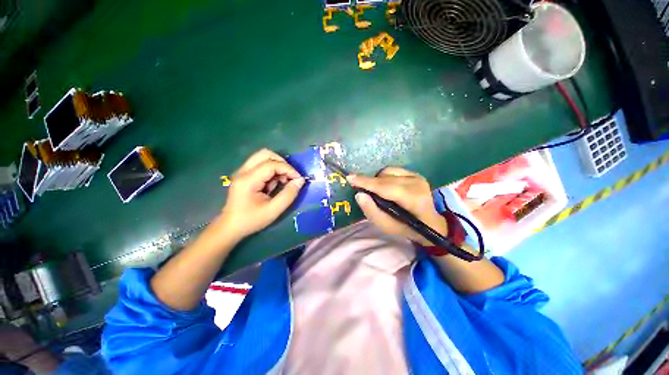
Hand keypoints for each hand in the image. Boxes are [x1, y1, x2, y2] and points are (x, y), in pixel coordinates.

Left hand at [219, 149, 304, 239]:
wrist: (230, 227)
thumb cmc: (251, 220)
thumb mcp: (274, 210)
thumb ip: (289, 194)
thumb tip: (300, 180)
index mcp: (248, 180)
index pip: (271, 164)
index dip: (288, 169)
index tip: (298, 179)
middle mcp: (243, 171)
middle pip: (265, 154)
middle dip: (282, 163)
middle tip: (289, 176)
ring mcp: (242, 172)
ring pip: (263, 157)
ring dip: (277, 166)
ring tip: (282, 181)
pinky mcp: (244, 174)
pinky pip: (261, 164)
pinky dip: (272, 170)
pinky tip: (274, 183)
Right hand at [348, 167, 446, 245]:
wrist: (430, 222)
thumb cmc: (406, 227)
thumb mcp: (387, 227)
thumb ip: (372, 211)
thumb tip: (359, 195)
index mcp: (413, 199)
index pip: (385, 187)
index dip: (366, 182)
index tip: (350, 178)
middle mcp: (417, 184)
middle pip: (385, 178)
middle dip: (369, 182)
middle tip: (358, 187)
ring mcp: (417, 177)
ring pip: (387, 172)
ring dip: (377, 180)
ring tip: (376, 192)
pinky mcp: (415, 173)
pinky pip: (392, 170)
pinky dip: (384, 177)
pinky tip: (385, 186)